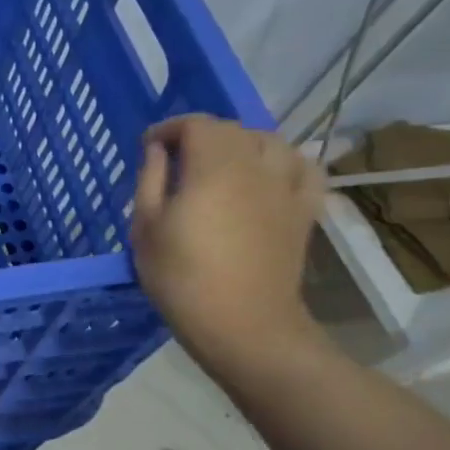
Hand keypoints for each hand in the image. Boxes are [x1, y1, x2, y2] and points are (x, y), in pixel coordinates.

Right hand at [131, 114, 325, 374]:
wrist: (243, 324)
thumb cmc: (182, 278)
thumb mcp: (145, 228)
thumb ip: (150, 180)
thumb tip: (156, 150)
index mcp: (212, 168)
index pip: (195, 124)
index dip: (169, 128)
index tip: (148, 146)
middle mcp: (255, 166)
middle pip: (232, 129)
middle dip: (201, 135)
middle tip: (176, 159)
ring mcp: (286, 187)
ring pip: (270, 141)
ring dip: (241, 143)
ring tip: (221, 164)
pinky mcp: (304, 210)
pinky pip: (303, 167)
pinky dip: (284, 161)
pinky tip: (267, 175)